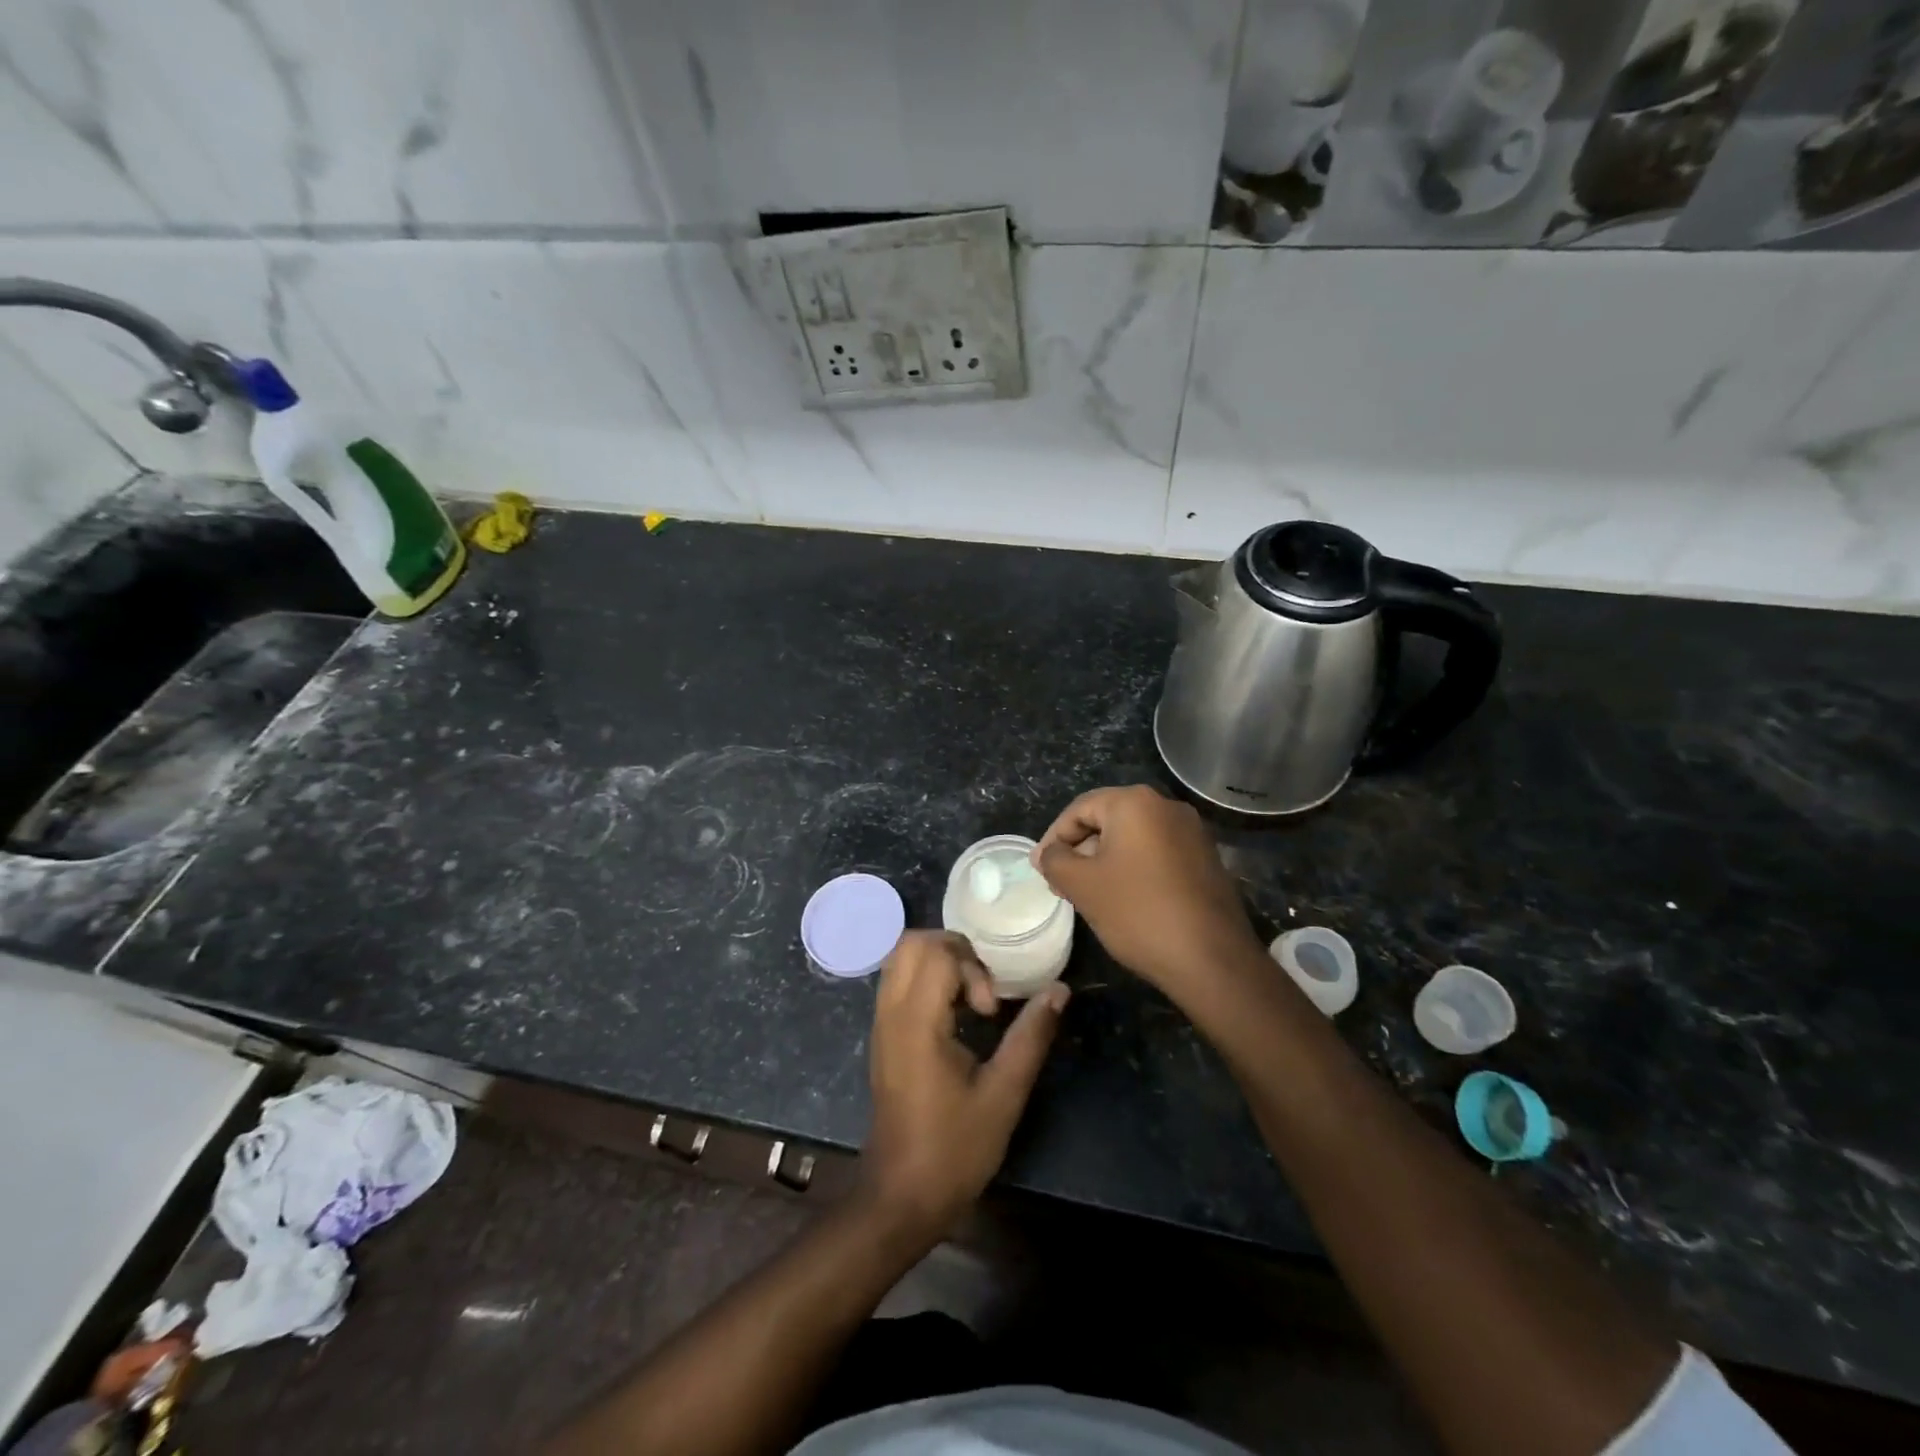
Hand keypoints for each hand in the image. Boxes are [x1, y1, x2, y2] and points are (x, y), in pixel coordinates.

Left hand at [863, 931, 1068, 1235]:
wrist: (901, 1196)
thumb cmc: (954, 1148)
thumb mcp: (1004, 1094)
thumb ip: (1031, 1035)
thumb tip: (1059, 990)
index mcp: (916, 1022)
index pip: (936, 952)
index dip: (972, 967)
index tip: (990, 1011)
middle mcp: (891, 1012)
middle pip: (913, 943)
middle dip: (955, 951)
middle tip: (983, 990)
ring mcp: (881, 1022)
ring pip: (901, 958)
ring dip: (940, 963)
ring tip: (971, 1000)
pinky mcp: (882, 1035)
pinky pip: (898, 981)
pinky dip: (926, 979)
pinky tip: (954, 1015)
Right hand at [1034, 785, 1262, 997]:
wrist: (1211, 959)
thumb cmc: (1138, 912)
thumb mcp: (1082, 886)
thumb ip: (1055, 861)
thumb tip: (1047, 854)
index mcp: (1135, 802)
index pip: (1079, 809)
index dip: (1053, 838)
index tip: (1040, 869)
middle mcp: (1167, 806)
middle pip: (1108, 819)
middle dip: (1080, 849)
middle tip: (1061, 882)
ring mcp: (1192, 832)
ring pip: (1133, 838)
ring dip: (1106, 860)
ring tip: (1090, 894)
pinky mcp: (1206, 858)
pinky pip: (1158, 853)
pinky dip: (1134, 868)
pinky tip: (1125, 900)